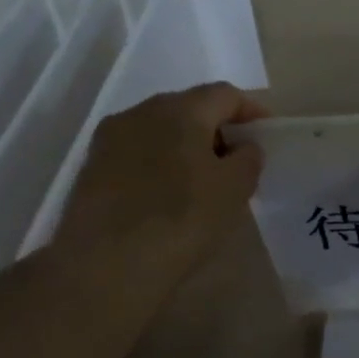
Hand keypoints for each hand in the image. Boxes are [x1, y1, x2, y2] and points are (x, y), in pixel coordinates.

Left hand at [54, 82, 267, 288]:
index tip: (266, 134)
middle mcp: (141, 112)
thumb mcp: (234, 189)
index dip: (250, 110)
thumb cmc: (183, 218)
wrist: (107, 263)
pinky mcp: (92, 168)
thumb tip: (243, 147)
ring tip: (203, 180)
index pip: (224, 94)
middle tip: (237, 159)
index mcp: (180, 109)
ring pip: (159, 131)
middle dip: (216, 128)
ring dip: (186, 146)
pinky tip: (169, 195)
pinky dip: (160, 164)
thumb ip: (248, 159)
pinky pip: (138, 154)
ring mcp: (110, 139)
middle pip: (188, 108)